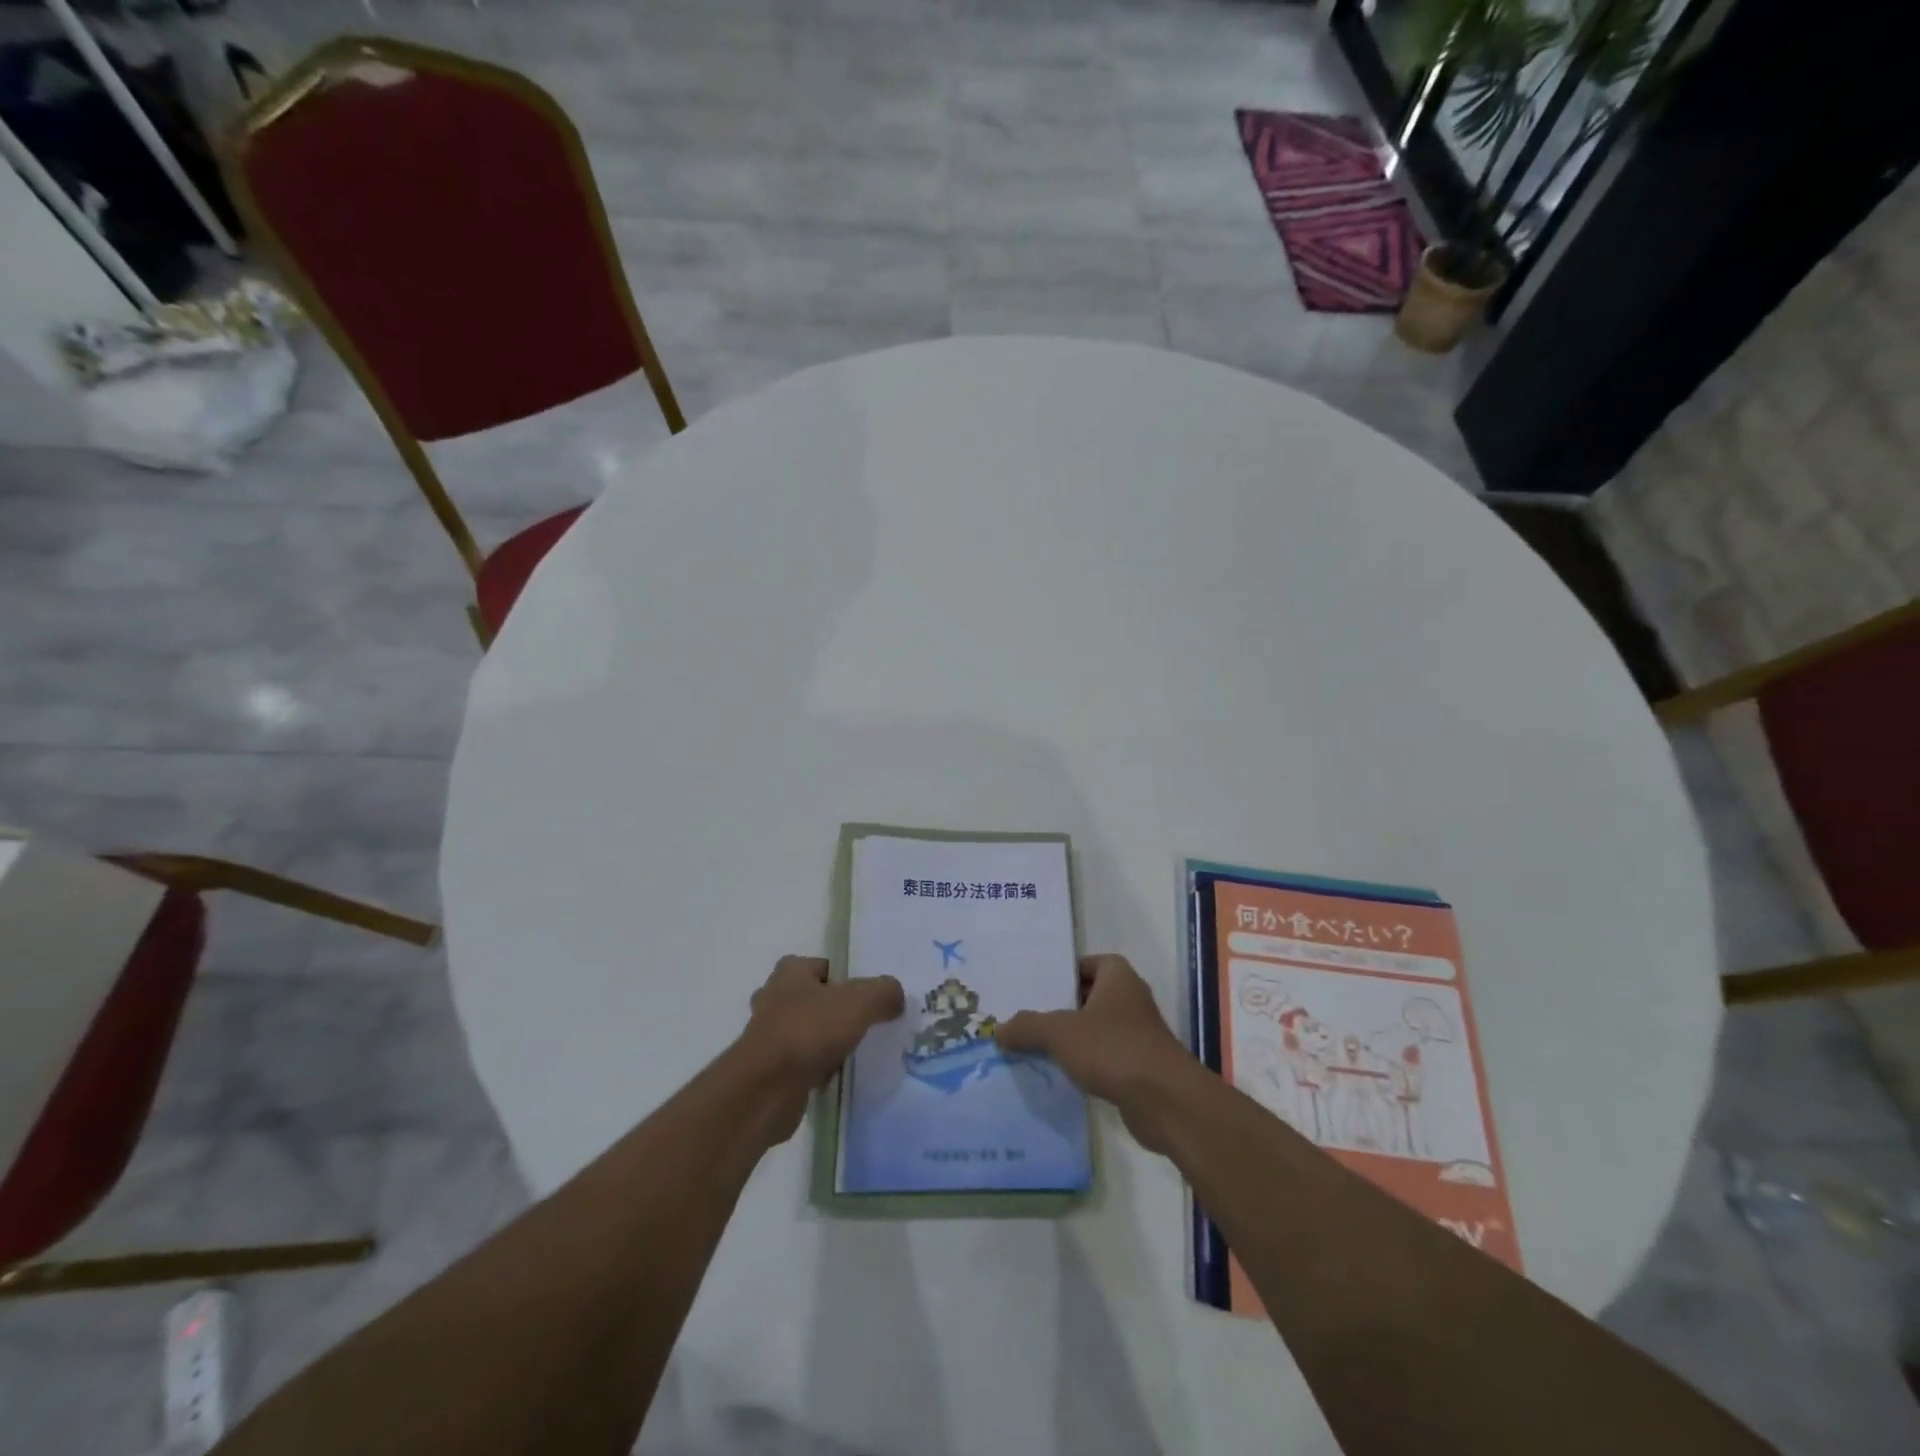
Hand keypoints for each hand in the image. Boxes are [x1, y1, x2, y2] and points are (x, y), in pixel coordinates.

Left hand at [735, 956, 903, 1141]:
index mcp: (790, 972)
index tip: (867, 999)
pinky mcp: (768, 1069)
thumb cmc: (808, 1032)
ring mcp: (768, 1035)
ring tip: (853, 1053)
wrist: (765, 1090)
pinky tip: (836, 1077)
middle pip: (814, 998)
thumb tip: (896, 996)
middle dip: (835, 1011)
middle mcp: (774, 997)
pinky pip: (800, 1061)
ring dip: (825, 1041)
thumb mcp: (859, 1002)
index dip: (846, 979)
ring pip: (806, 1031)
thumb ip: (884, 992)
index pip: (824, 966)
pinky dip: (816, 1068)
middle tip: (863, 1025)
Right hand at [994, 955, 1197, 1151]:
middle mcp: (1131, 999)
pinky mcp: (1139, 1067)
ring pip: (1096, 1028)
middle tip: (1026, 1016)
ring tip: (1034, 1046)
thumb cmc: (1114, 1049)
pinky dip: (1085, 1063)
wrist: (1166, 1101)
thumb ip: (1028, 1027)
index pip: (1087, 963)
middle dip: (1061, 1006)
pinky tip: (1059, 1075)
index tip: (1035, 985)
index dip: (1063, 972)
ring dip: (1072, 1038)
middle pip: (1088, 996)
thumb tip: (999, 1030)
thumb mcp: (1060, 1033)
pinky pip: (1104, 1057)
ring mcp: (1138, 1034)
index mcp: (1118, 977)